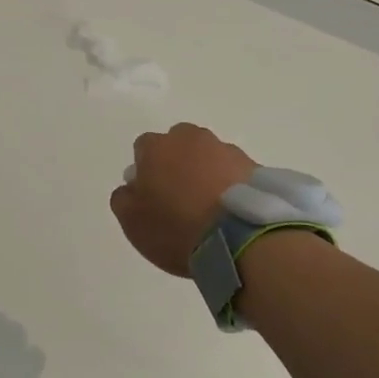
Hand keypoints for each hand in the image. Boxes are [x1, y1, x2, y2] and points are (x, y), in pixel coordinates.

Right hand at [110, 123, 256, 275]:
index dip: (145, 171)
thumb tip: (131, 187)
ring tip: (209, 208)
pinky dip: (230, 185)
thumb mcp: (131, 221)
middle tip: (178, 197)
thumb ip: (123, 198)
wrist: (240, 238)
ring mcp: (226, 150)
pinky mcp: (255, 167)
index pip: (143, 148)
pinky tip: (229, 211)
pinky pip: (234, 172)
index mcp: (157, 147)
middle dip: (176, 163)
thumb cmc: (175, 227)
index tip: (150, 195)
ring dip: (205, 173)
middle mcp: (191, 139)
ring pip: (208, 156)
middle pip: (178, 145)